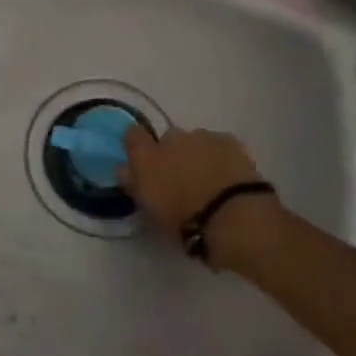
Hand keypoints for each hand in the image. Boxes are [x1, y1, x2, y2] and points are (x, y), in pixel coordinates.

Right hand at [119, 126, 270, 234]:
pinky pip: (219, 144)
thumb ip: (135, 185)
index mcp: (146, 156)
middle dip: (172, 154)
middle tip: (180, 181)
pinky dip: (220, 156)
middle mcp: (171, 139)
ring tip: (209, 182)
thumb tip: (123, 169)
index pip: (132, 135)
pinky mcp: (230, 141)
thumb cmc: (184, 220)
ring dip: (197, 155)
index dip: (137, 146)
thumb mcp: (150, 211)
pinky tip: (228, 176)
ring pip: (195, 141)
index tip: (143, 163)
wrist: (232, 215)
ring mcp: (202, 137)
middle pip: (167, 139)